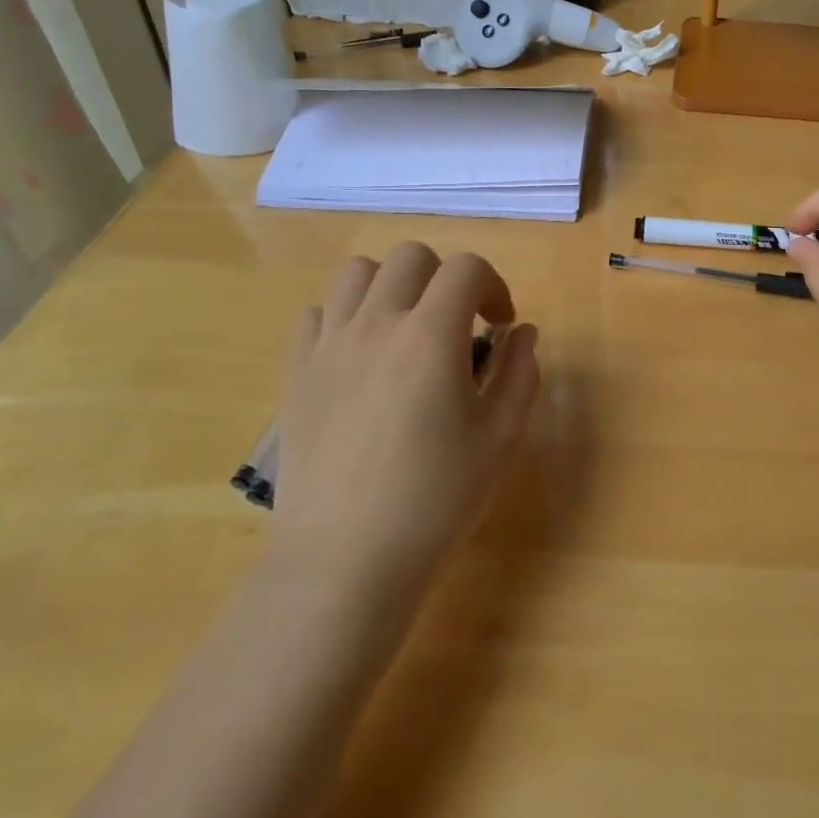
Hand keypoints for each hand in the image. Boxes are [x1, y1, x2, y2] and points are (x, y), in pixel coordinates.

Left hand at [271, 243, 539, 607]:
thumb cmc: (436, 500)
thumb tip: (521, 332)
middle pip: (411, 257)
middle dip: (444, 278)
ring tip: (405, 328)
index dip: (493, 286)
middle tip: (457, 325)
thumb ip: (520, 373)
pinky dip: (344, 316)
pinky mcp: (297, 372)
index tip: (500, 325)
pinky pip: (316, 314)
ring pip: (357, 272)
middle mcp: (377, 323)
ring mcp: (330, 345)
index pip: (466, 268)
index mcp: (431, 335)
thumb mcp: (501, 438)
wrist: (345, 560)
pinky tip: (360, 355)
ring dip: (391, 285)